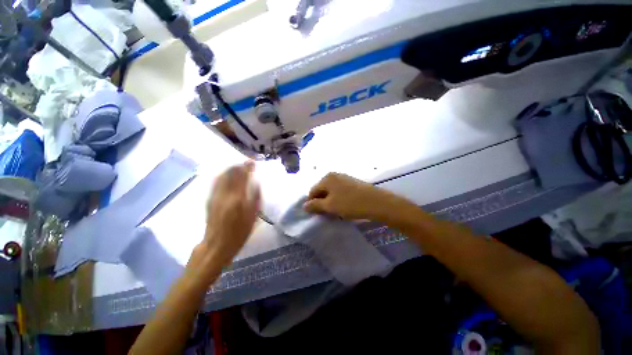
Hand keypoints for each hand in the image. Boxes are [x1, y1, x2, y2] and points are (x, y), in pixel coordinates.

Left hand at [202, 161, 260, 265]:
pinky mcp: (209, 200)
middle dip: (238, 166)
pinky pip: (216, 182)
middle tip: (246, 163)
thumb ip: (255, 198)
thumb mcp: (253, 216)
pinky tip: (227, 176)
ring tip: (237, 167)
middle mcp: (224, 194)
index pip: (242, 177)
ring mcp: (215, 196)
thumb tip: (256, 184)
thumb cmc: (239, 233)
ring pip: (221, 176)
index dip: (247, 167)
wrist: (217, 245)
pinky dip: (223, 175)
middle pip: (229, 174)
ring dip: (230, 169)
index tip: (252, 161)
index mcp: (237, 198)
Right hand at [303, 173, 405, 221]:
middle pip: (322, 190)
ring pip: (331, 192)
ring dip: (330, 202)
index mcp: (326, 178)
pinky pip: (340, 191)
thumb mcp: (330, 206)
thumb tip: (304, 205)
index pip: (312, 191)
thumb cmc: (350, 204)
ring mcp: (344, 178)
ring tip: (335, 212)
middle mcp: (334, 175)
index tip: (316, 214)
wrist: (376, 202)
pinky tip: (344, 207)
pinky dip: (338, 199)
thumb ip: (315, 205)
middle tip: (326, 214)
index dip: (312, 203)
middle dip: (321, 202)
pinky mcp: (352, 183)